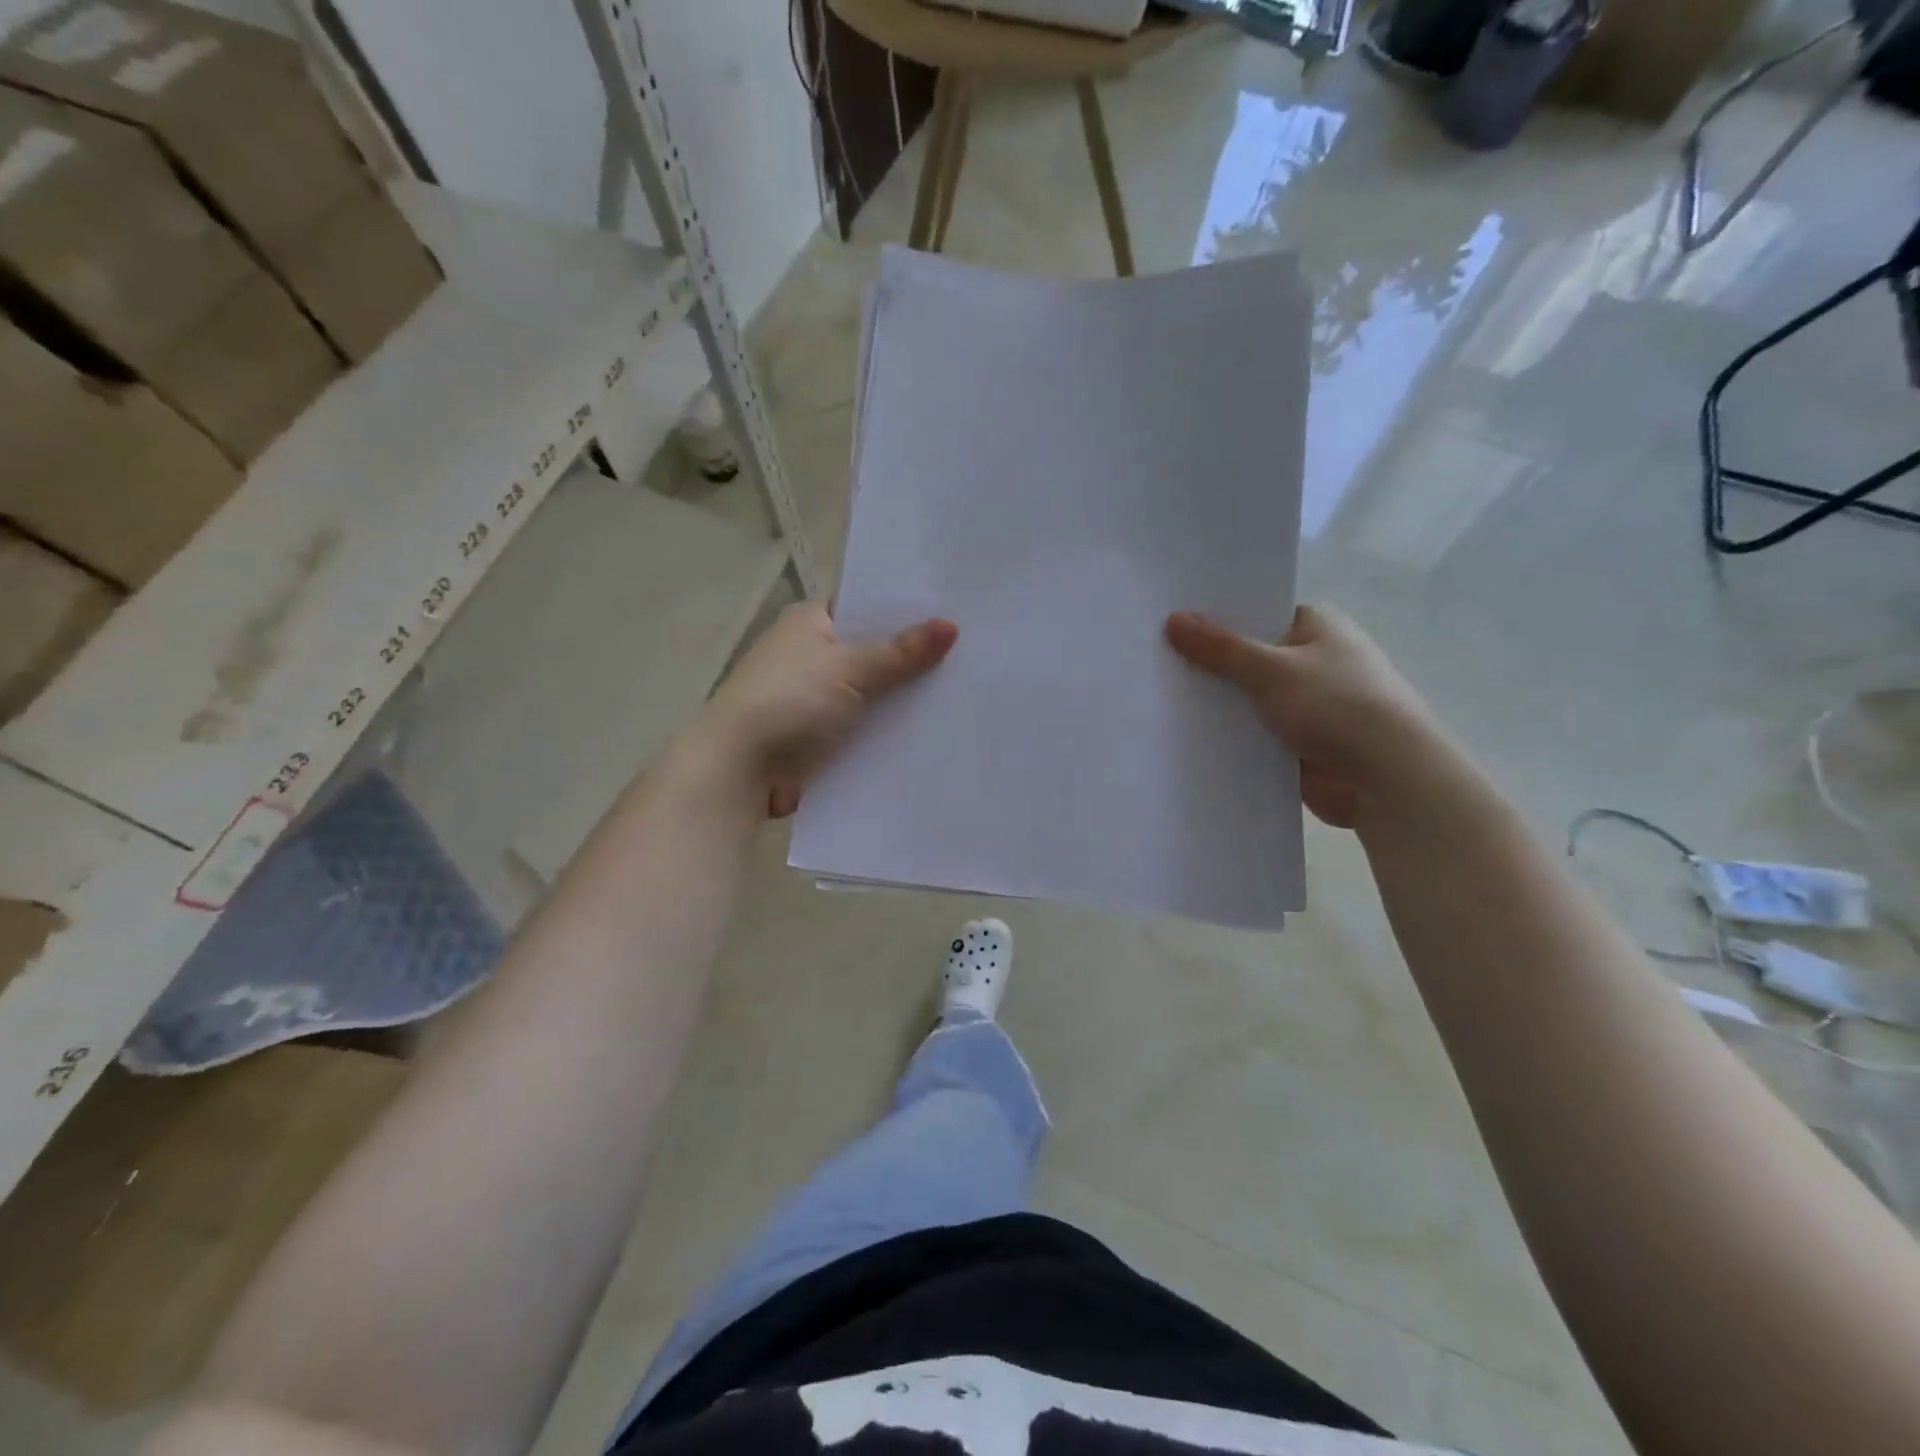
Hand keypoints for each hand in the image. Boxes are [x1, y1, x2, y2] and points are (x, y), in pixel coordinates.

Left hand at [701, 602, 957, 818]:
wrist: (739, 771)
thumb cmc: (789, 702)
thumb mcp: (849, 670)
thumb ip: (901, 653)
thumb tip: (951, 625)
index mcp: (810, 622)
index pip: (866, 606)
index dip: (907, 611)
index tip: (954, 614)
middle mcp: (811, 654)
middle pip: (873, 651)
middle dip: (913, 658)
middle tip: (972, 655)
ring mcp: (815, 697)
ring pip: (872, 692)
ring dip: (904, 698)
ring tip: (965, 692)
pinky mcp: (821, 735)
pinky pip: (865, 726)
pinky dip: (889, 729)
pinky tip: (933, 730)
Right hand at [1165, 604, 1444, 829]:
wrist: (1387, 779)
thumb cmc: (1337, 706)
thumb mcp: (1272, 669)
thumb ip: (1220, 648)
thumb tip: (1173, 618)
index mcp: (1316, 627)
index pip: (1258, 612)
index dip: (1216, 616)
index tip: (1169, 618)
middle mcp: (1312, 661)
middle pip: (1248, 656)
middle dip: (1209, 662)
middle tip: (1152, 658)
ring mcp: (1305, 705)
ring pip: (1248, 698)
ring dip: (1217, 703)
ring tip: (1157, 696)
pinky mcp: (1296, 743)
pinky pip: (1252, 733)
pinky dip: (1228, 735)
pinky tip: (1184, 735)